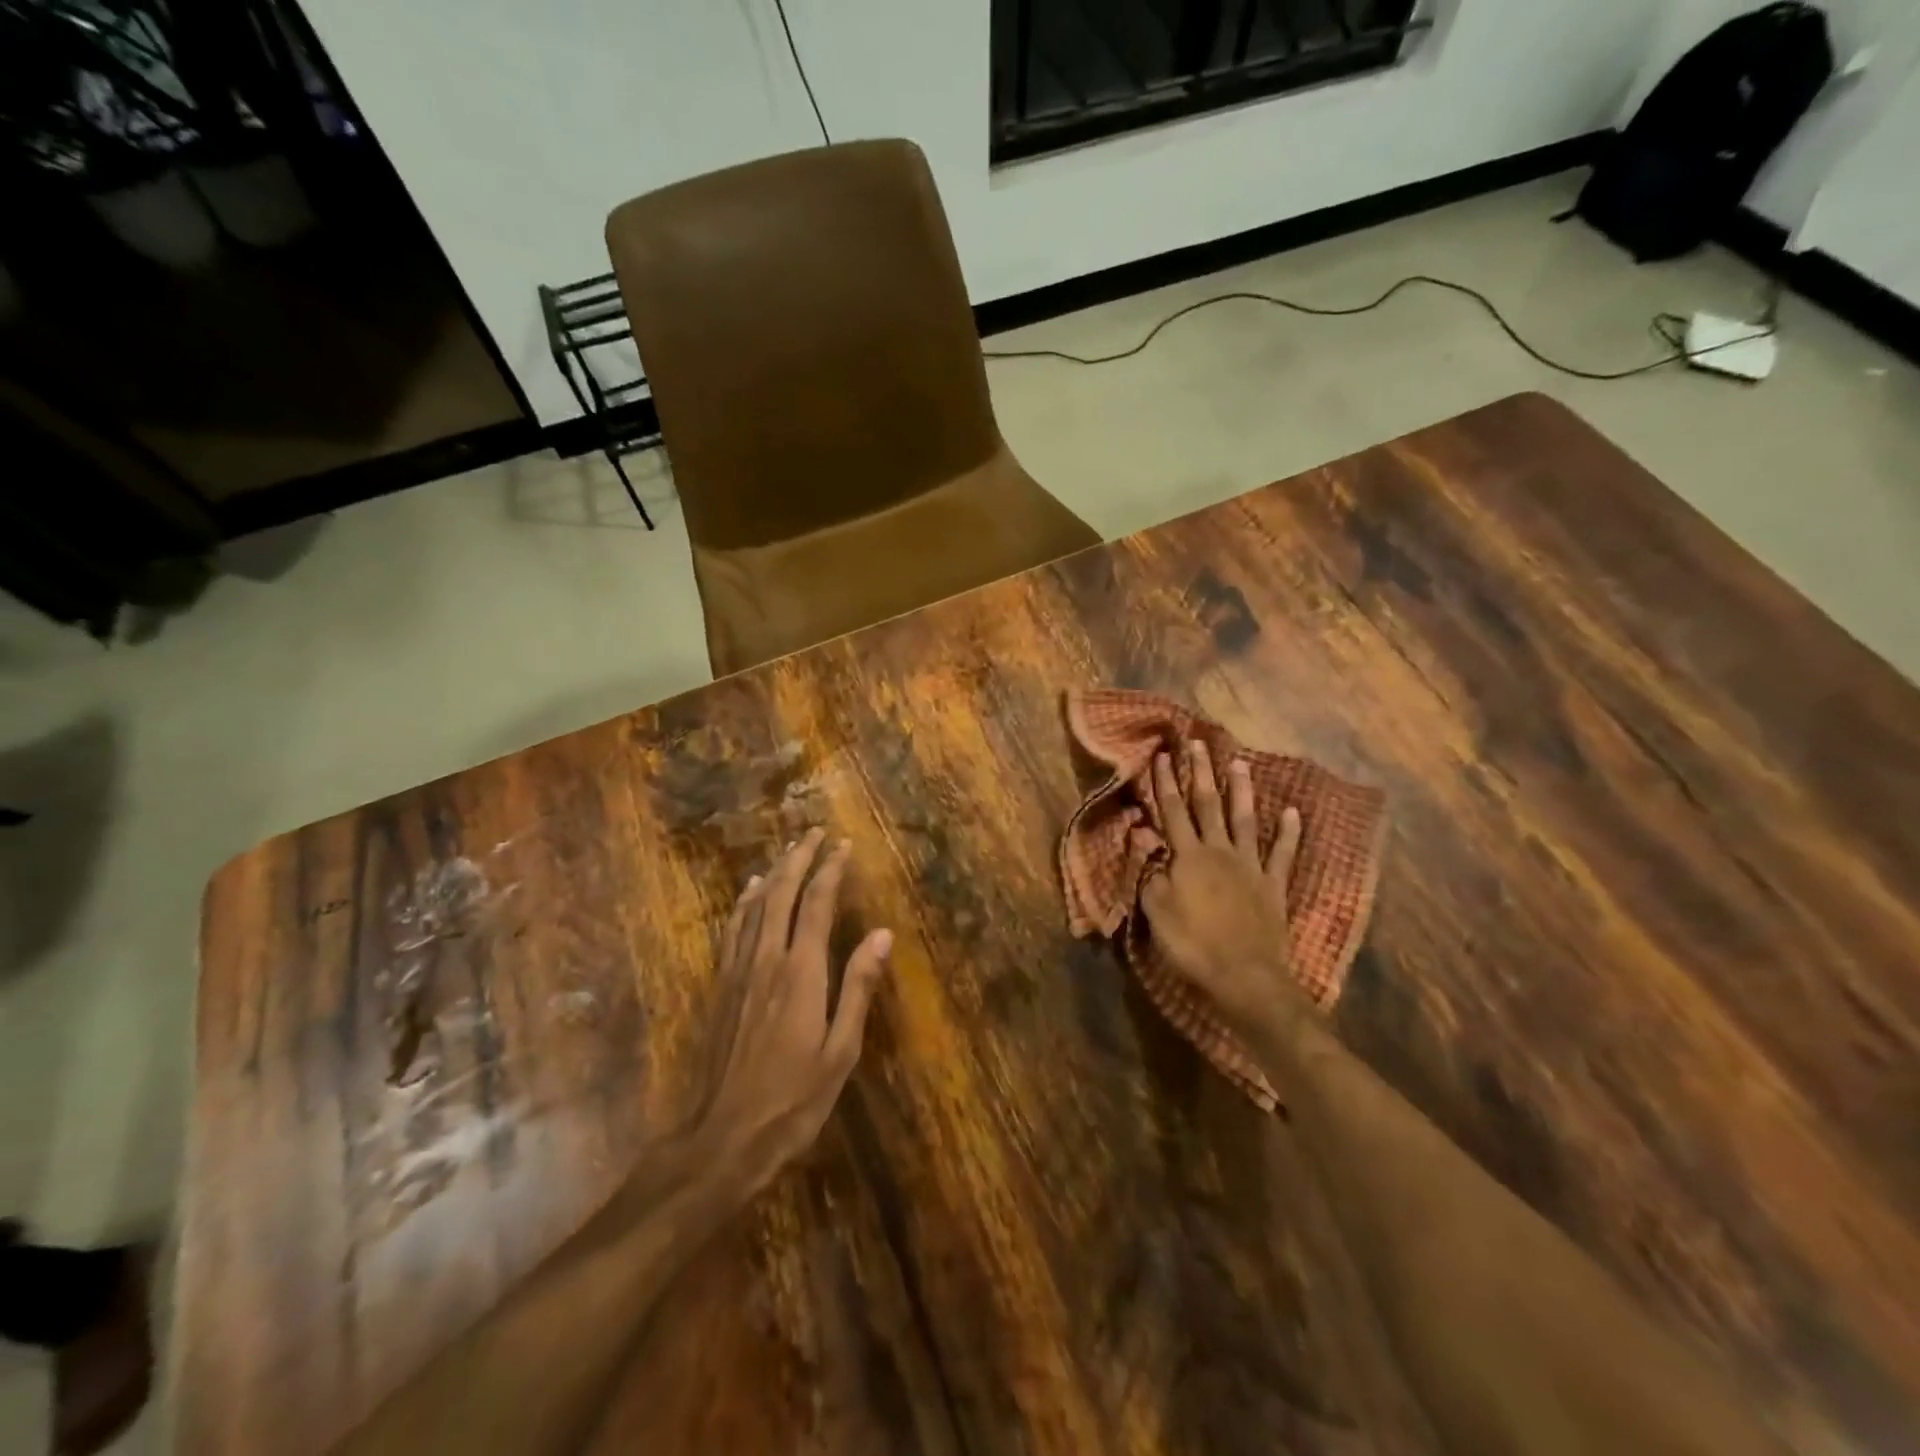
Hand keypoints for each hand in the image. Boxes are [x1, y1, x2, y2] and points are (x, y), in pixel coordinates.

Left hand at [694, 829, 891, 1195]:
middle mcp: (767, 959)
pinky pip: (734, 929)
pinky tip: (751, 892)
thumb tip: (880, 934)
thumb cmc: (793, 1099)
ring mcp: (738, 971)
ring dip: (775, 873)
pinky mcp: (721, 986)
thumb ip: (858, 988)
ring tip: (789, 850)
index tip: (843, 845)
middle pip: (783, 894)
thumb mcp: (840, 1051)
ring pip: (756, 906)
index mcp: (801, 972)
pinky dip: (745, 902)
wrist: (722, 1137)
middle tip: (815, 832)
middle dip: (800, 859)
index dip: (831, 870)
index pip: (817, 904)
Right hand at [1140, 740, 1304, 1034]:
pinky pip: (1283, 853)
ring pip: (1244, 819)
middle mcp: (1219, 852)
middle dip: (1200, 773)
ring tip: (1239, 762)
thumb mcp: (1156, 911)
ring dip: (1240, 790)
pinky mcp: (1273, 885)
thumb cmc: (1192, 945)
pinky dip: (1288, 831)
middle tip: (1198, 744)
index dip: (1165, 782)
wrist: (1245, 977)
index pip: (1172, 811)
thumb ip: (1150, 870)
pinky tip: (1292, 811)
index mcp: (1188, 857)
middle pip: (1207, 805)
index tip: (1161, 755)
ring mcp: (1250, 866)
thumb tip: (1142, 834)